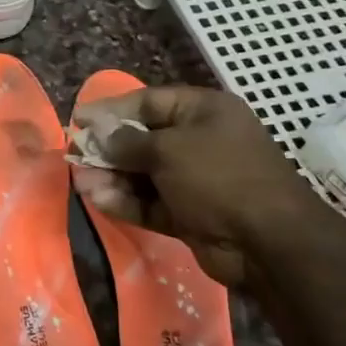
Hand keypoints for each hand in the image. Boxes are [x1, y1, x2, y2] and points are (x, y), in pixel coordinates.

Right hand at [71, 85, 331, 291]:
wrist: (269, 243)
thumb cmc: (219, 177)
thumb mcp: (168, 150)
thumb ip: (126, 142)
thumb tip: (98, 136)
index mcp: (204, 111)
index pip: (148, 102)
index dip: (111, 110)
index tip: (79, 119)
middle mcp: (201, 141)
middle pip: (143, 139)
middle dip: (108, 149)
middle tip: (76, 155)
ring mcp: (196, 180)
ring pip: (144, 174)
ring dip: (112, 178)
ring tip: (83, 183)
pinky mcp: (190, 213)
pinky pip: (151, 201)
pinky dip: (127, 201)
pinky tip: (99, 200)